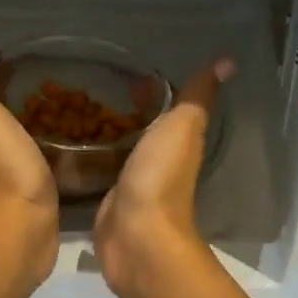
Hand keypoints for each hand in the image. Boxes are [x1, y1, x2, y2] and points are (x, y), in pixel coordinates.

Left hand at [0, 27, 59, 285]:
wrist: (24, 226)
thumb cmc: (3, 165)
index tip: (11, 49)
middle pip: (0, 108)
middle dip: (17, 89)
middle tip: (46, 69)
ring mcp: (13, 166)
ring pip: (22, 130)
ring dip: (35, 114)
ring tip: (65, 95)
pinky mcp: (37, 184)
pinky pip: (42, 152)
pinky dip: (51, 139)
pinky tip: (71, 134)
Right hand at [93, 57, 234, 297]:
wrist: (137, 236)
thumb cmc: (161, 177)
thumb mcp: (182, 127)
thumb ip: (197, 96)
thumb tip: (227, 61)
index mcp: (177, 142)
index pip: (167, 109)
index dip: (154, 91)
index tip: (130, 75)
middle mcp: (157, 162)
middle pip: (143, 130)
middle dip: (126, 112)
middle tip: (94, 91)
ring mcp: (132, 183)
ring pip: (121, 151)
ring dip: (107, 135)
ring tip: (75, 113)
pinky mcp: (109, 201)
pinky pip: (101, 173)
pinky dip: (91, 159)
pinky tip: (69, 149)